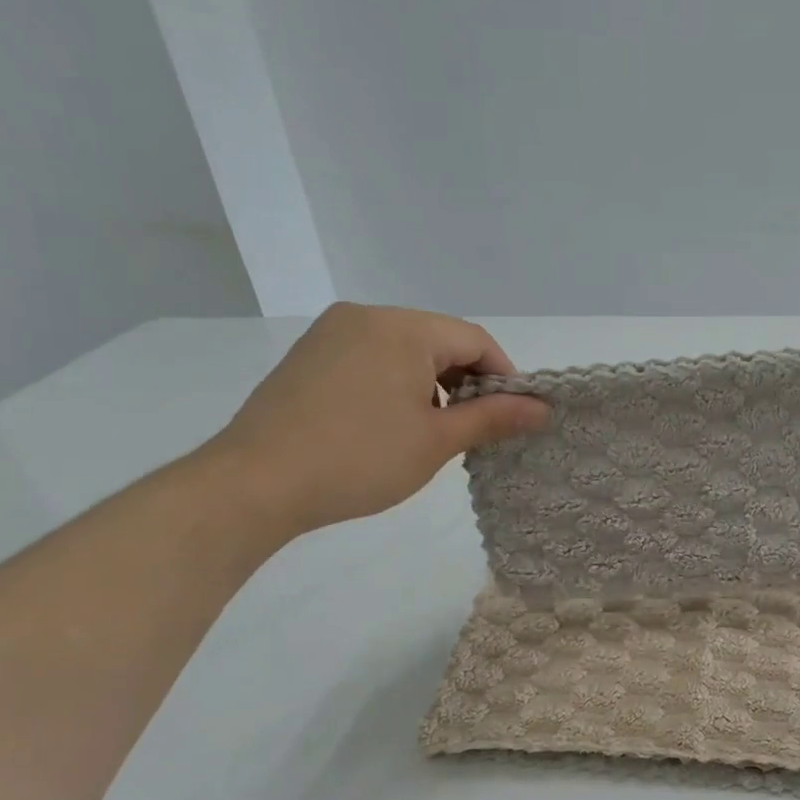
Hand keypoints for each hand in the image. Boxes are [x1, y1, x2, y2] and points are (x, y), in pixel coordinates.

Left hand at [201, 304, 548, 536]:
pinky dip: (395, 385)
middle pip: (439, 341)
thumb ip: (493, 417)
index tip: (514, 417)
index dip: (504, 377)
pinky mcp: (308, 356)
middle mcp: (365, 316)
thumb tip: (543, 408)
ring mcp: (331, 334)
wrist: (256, 483)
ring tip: (431, 433)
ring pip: (405, 351)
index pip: (475, 340)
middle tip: (474, 431)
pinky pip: (371, 359)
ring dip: (431, 385)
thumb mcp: (436, 441)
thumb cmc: (359, 459)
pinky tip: (389, 425)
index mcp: (402, 328)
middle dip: (466, 383)